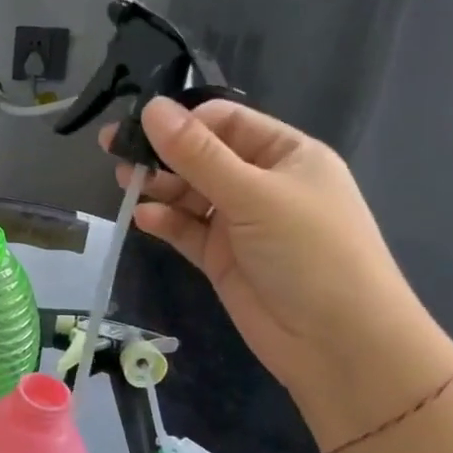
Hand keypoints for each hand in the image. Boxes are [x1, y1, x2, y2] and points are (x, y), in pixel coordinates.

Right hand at [103, 98, 452, 449]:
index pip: (226, 122)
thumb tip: (151, 107)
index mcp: (286, 154)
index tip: (142, 126)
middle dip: (162, 153)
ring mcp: (241, 223)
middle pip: (202, 157)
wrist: (339, 345)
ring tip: (124, 182)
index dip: (184, 121)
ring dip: (159, 187)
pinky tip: (144, 218)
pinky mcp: (223, 259)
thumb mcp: (253, 195)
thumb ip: (198, 154)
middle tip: (113, 149)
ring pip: (190, 194)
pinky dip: (165, 222)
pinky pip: (187, 230)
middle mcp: (263, 183)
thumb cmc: (309, 253)